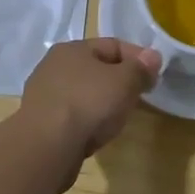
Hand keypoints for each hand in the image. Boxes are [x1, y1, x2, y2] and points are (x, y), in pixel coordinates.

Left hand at [19, 37, 160, 160]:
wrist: (46, 148)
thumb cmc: (88, 104)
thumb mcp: (124, 82)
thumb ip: (140, 68)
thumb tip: (153, 56)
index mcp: (71, 48)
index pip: (112, 45)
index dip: (137, 58)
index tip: (154, 76)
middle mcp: (53, 66)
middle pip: (96, 68)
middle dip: (120, 81)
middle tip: (138, 97)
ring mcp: (43, 95)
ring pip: (83, 93)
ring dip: (103, 102)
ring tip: (118, 119)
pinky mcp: (40, 123)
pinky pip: (72, 115)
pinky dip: (87, 121)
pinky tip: (96, 134)